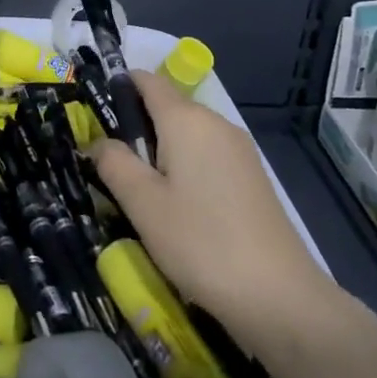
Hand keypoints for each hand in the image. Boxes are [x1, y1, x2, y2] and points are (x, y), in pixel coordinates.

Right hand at [91, 70, 350, 335]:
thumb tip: (98, 141)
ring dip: (161, 151)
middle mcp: (215, 122)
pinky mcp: (252, 176)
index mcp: (185, 119)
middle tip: (112, 167)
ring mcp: (239, 149)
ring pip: (188, 134)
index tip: (96, 118)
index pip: (148, 80)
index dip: (119, 88)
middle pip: (168, 107)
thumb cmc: (200, 242)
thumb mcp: (142, 203)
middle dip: (137, 126)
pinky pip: (208, 155)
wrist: (280, 297)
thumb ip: (113, 162)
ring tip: (143, 193)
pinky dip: (186, 167)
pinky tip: (180, 207)